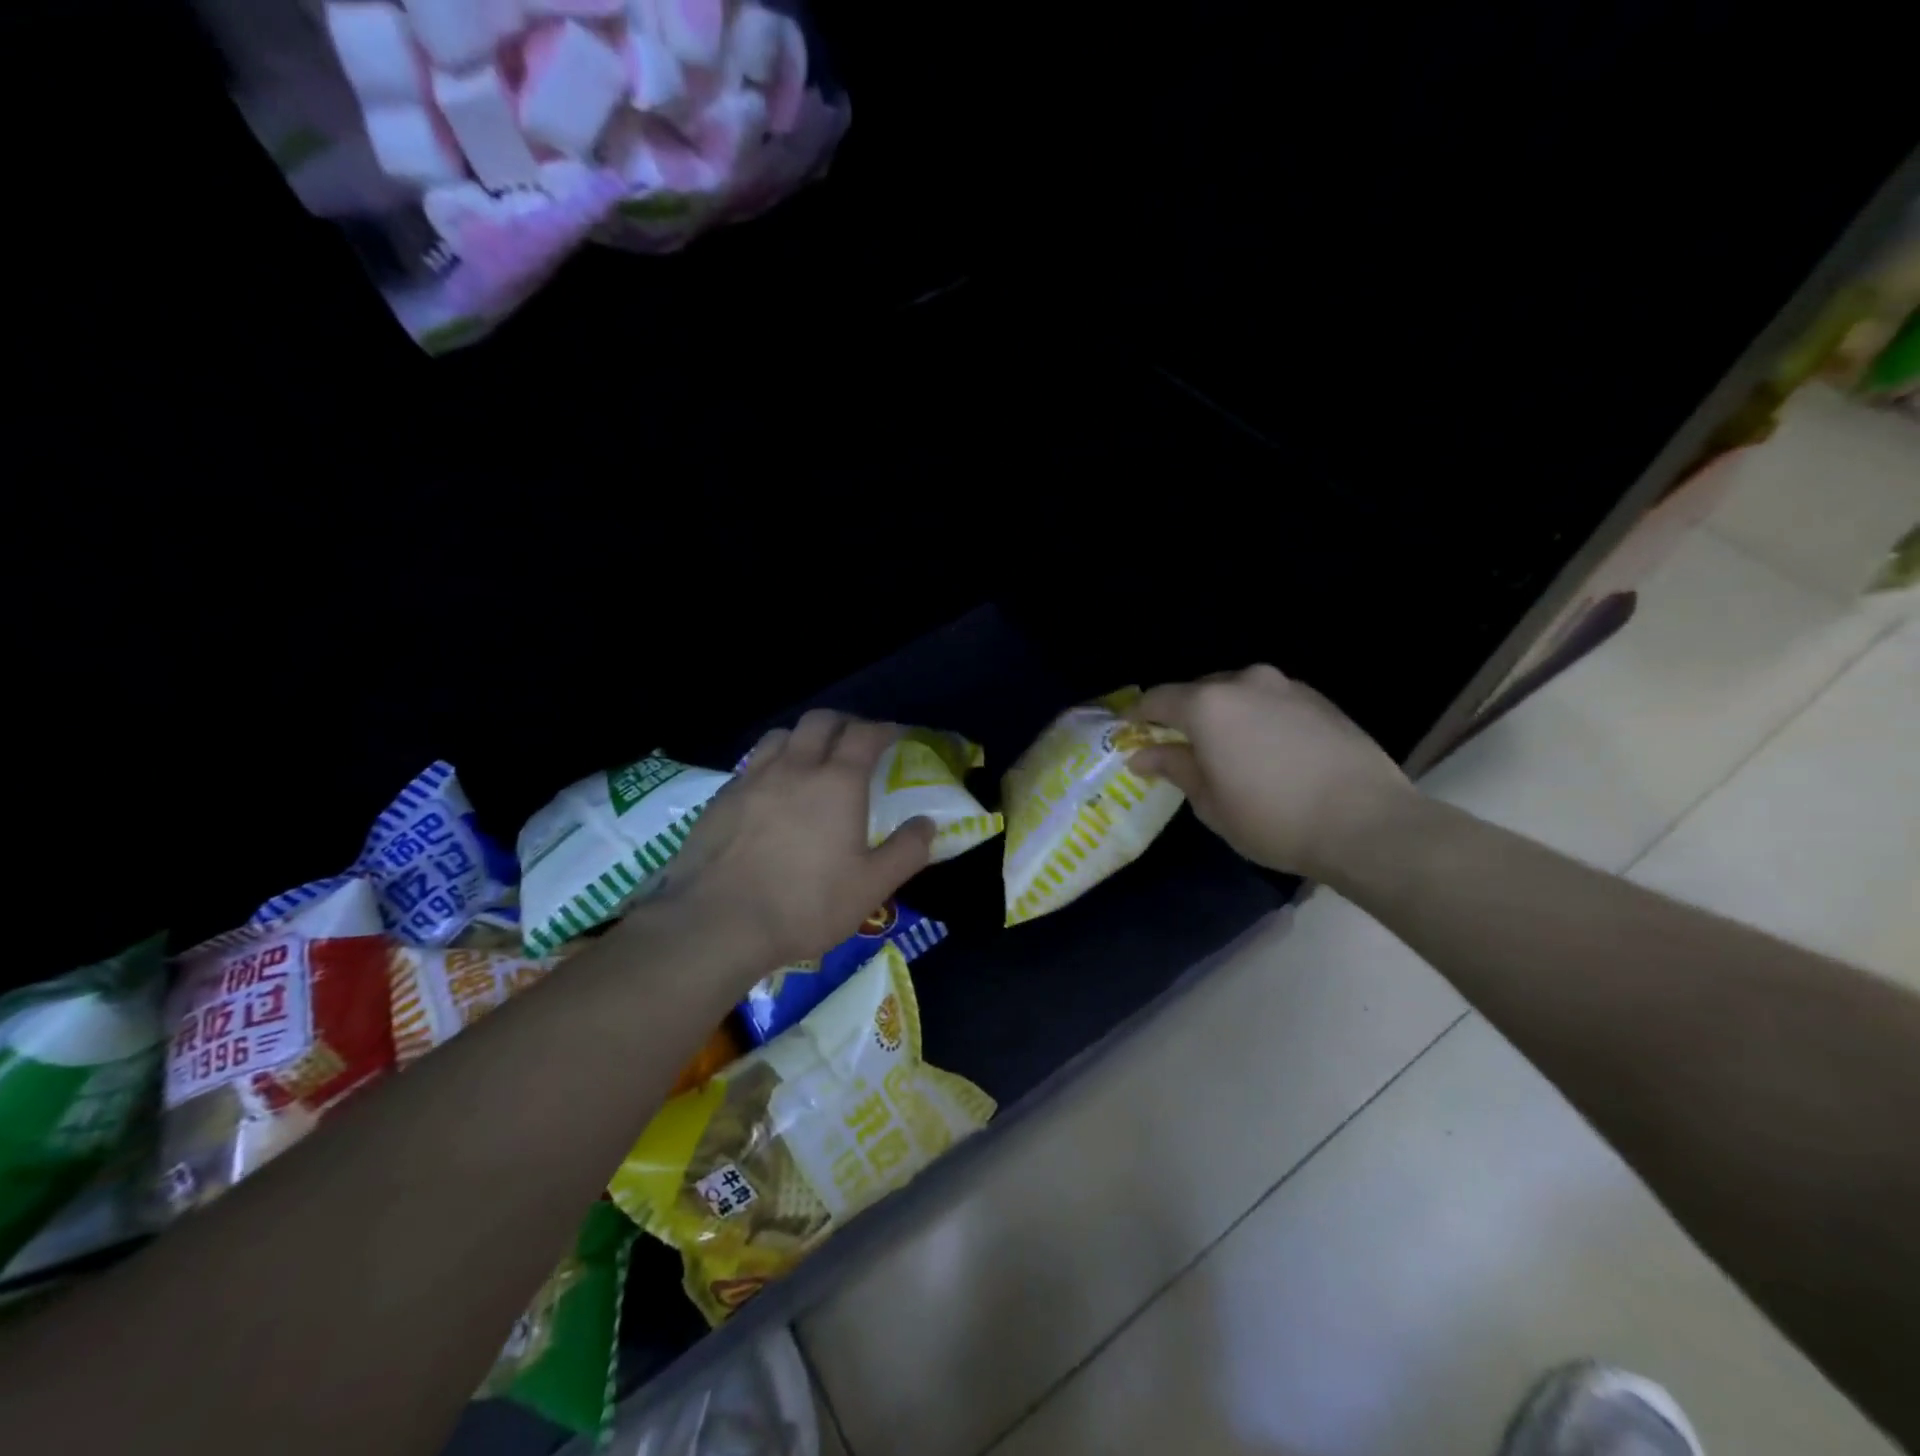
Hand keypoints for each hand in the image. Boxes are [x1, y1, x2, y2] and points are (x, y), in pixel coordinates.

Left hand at [653, 710, 934, 970]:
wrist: (717, 923)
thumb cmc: (805, 905)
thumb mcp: (871, 888)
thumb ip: (906, 851)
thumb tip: (927, 823)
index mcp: (837, 782)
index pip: (865, 734)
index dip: (884, 729)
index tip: (896, 735)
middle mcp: (795, 767)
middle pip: (821, 721)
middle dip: (844, 723)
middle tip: (855, 741)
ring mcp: (752, 779)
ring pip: (781, 735)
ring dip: (803, 737)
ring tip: (811, 759)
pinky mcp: (721, 798)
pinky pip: (752, 764)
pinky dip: (770, 764)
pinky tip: (770, 792)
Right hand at [1128, 665, 1415, 879]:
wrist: (1367, 823)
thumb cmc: (1273, 819)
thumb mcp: (1210, 802)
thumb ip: (1174, 767)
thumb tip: (1141, 754)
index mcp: (1208, 705)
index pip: (1158, 700)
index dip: (1138, 717)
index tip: (1129, 735)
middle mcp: (1245, 682)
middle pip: (1199, 692)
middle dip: (1183, 716)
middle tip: (1177, 748)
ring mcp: (1287, 687)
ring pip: (1238, 694)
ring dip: (1223, 715)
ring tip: (1225, 750)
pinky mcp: (1320, 700)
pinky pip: (1271, 702)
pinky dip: (1257, 718)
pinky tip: (1266, 751)